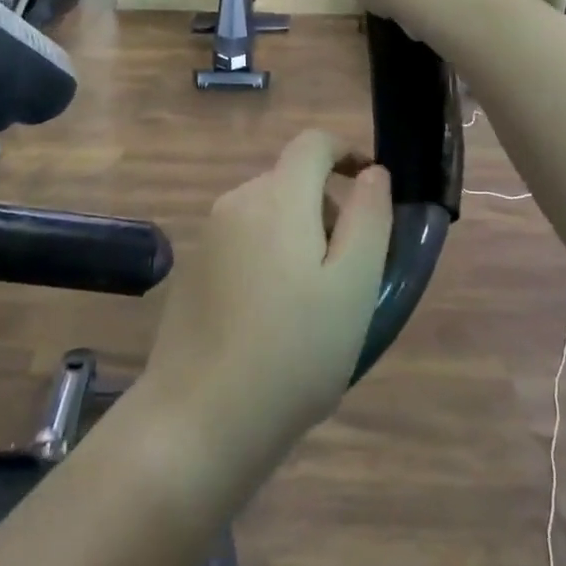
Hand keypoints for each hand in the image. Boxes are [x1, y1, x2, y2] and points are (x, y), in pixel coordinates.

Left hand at [144, 132, 391, 469]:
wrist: (197, 422)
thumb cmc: (293, 353)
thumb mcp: (353, 286)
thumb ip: (369, 218)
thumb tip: (373, 173)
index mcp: (276, 197)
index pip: (313, 142)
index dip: (347, 152)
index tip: (372, 189)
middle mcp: (236, 202)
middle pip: (292, 180)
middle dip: (328, 209)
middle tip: (349, 275)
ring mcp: (208, 236)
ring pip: (269, 212)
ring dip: (300, 237)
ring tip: (314, 305)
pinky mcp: (193, 269)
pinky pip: (245, 241)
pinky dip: (270, 258)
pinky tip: (274, 319)